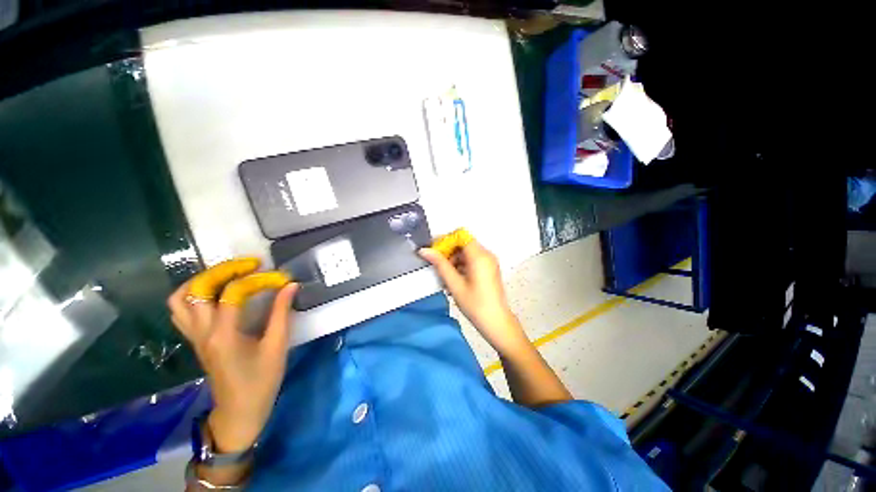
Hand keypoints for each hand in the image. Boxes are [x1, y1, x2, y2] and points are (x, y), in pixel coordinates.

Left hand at [167, 258, 297, 452]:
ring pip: (181, 298)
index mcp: (223, 334)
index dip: (258, 280)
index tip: (280, 278)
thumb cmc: (261, 380)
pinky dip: (194, 294)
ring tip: (229, 274)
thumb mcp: (277, 346)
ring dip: (203, 279)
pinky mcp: (195, 340)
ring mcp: (194, 336)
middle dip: (224, 270)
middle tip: (250, 264)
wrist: (239, 411)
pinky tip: (216, 293)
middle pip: (198, 288)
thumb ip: (282, 313)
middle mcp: (202, 332)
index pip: (233, 293)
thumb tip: (290, 286)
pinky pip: (182, 310)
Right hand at [419, 241, 527, 355]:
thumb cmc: (475, 304)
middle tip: (439, 267)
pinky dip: (462, 265)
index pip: (461, 235)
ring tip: (447, 278)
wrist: (496, 321)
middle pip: (463, 243)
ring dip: (455, 260)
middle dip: (449, 252)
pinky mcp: (490, 268)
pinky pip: (473, 259)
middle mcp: (486, 254)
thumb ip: (440, 264)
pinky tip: (456, 280)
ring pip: (467, 252)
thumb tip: (424, 250)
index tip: (435, 252)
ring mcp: (489, 261)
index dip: (446, 240)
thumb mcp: (454, 284)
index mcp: (479, 255)